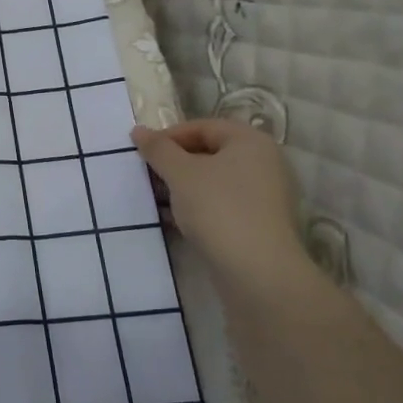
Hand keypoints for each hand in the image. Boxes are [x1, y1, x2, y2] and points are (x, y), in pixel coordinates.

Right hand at [132, 119, 307, 286]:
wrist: (258, 275)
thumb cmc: (219, 209)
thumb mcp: (180, 173)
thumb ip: (158, 149)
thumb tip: (138, 130)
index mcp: (250, 142)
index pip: (203, 127)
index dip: (170, 136)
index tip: (143, 153)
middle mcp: (263, 164)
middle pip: (209, 153)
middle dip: (174, 163)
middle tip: (148, 176)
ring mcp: (264, 197)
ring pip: (214, 182)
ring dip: (183, 188)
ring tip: (156, 199)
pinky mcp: (259, 226)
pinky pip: (222, 206)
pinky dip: (197, 208)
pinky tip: (174, 221)